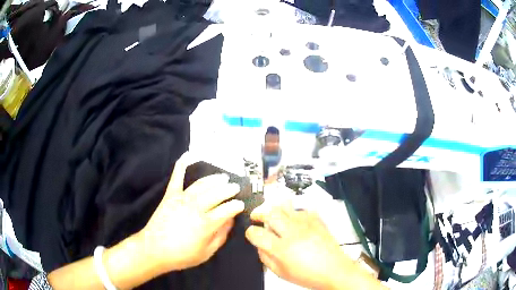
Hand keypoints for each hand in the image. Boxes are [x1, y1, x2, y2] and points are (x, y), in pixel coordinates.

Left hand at [137, 152, 244, 272]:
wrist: (154, 249)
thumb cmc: (182, 255)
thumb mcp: (206, 253)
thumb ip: (221, 236)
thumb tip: (230, 221)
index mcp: (206, 224)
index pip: (227, 210)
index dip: (236, 206)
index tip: (241, 204)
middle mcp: (196, 208)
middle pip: (216, 194)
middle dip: (228, 189)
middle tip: (235, 187)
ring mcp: (182, 199)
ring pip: (202, 185)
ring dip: (214, 179)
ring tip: (223, 177)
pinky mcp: (170, 195)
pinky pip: (177, 177)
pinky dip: (181, 165)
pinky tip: (188, 155)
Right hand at [245, 204, 351, 289]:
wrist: (334, 270)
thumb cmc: (309, 275)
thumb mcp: (281, 273)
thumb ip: (265, 258)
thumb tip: (259, 245)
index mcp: (282, 249)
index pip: (257, 233)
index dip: (250, 232)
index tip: (252, 234)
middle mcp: (293, 233)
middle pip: (270, 213)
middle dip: (259, 213)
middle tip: (257, 217)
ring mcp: (306, 224)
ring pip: (284, 206)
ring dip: (275, 210)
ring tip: (273, 216)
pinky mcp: (317, 220)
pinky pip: (301, 209)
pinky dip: (293, 212)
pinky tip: (293, 220)